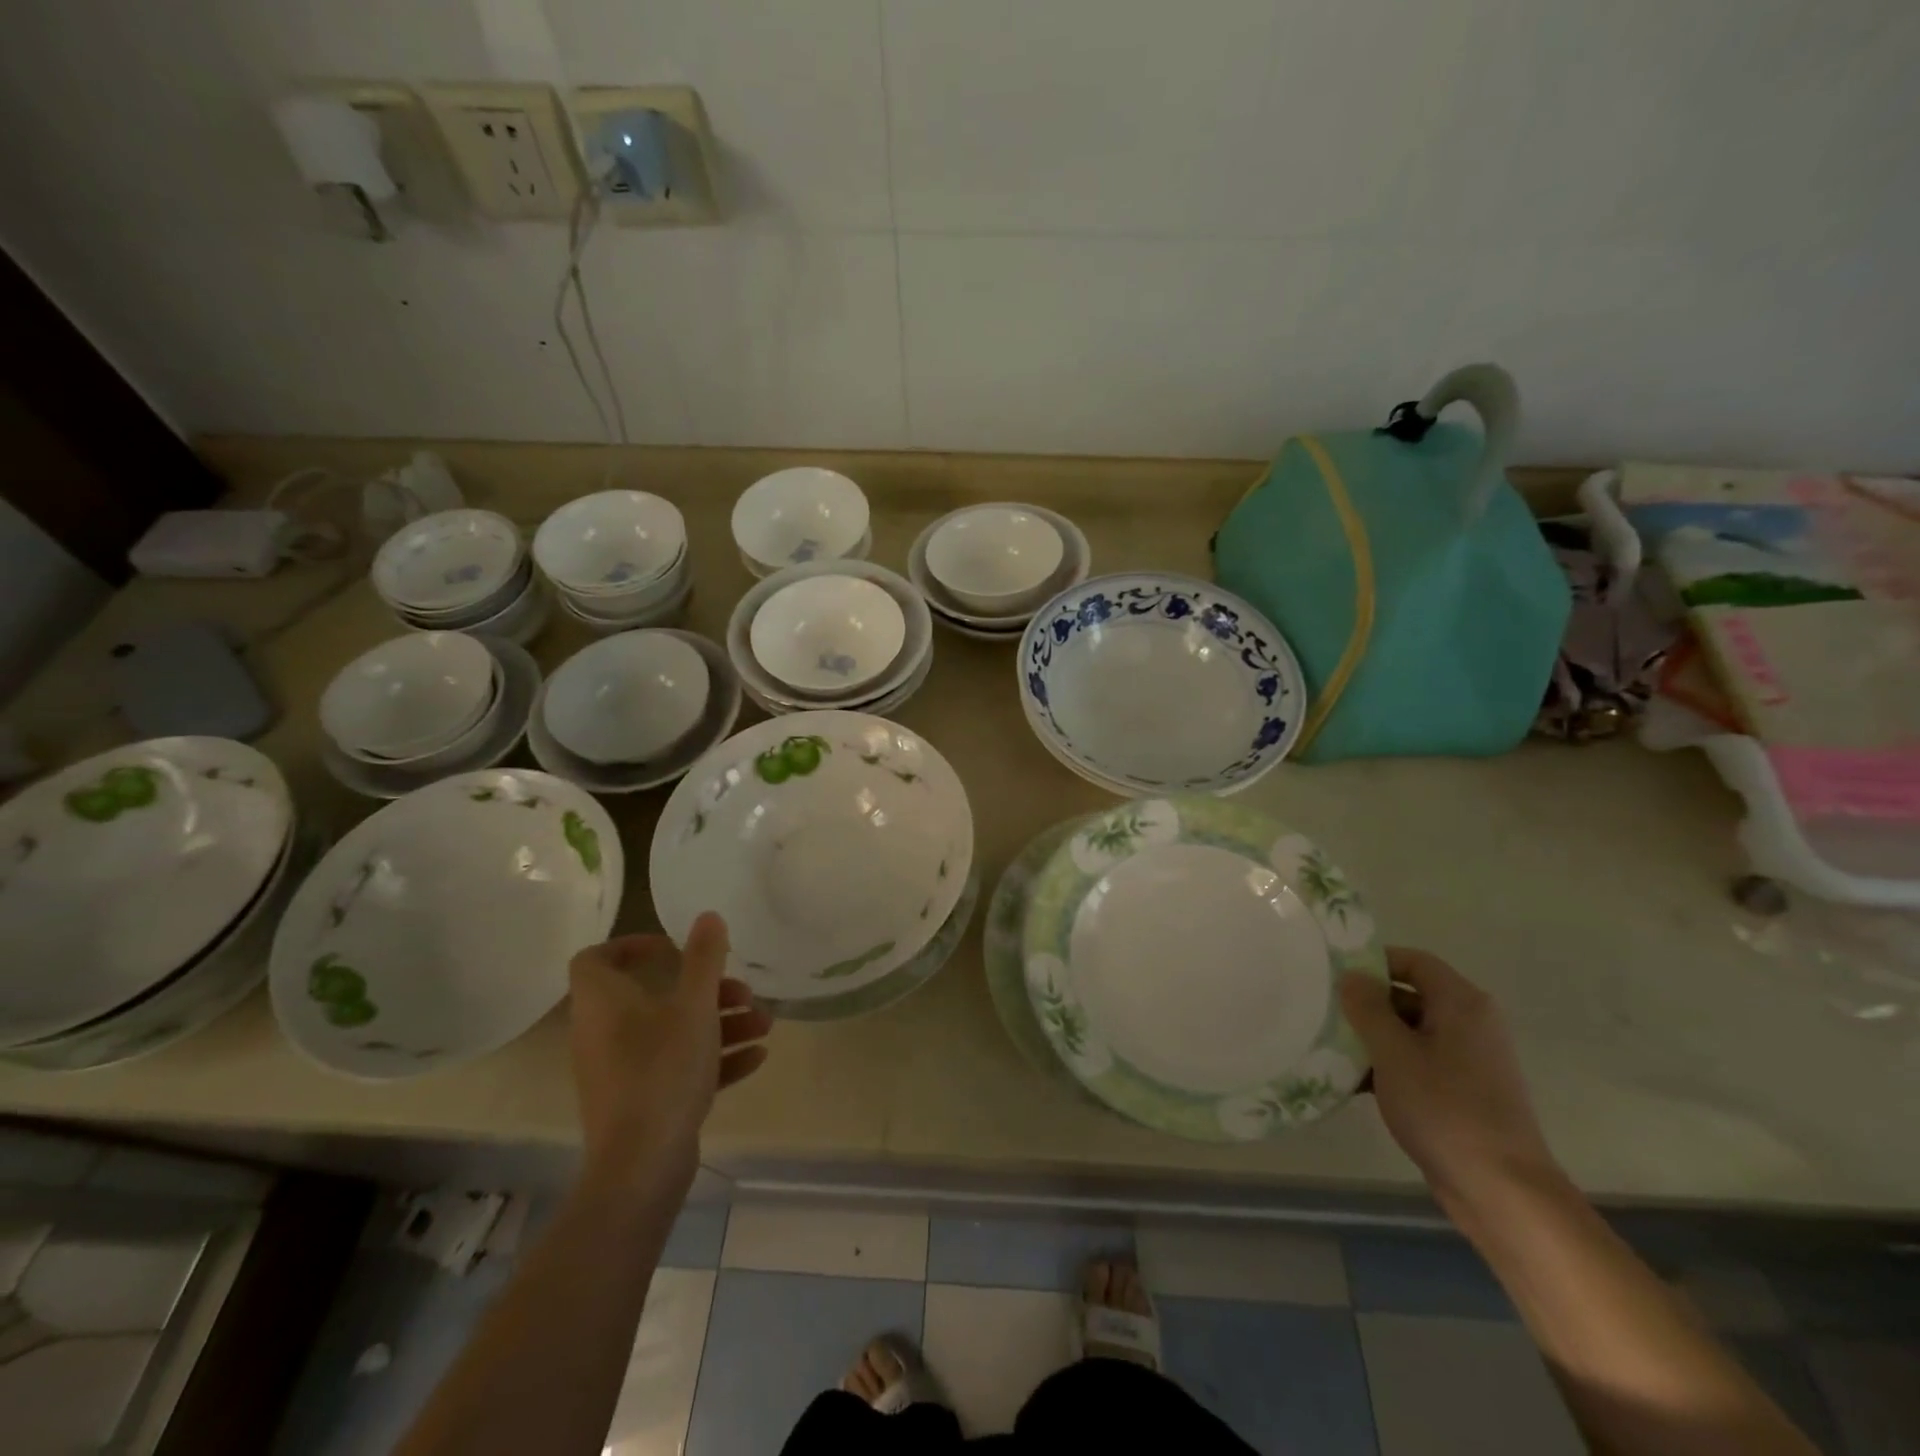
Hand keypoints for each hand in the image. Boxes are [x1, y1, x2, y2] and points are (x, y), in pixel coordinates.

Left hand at [568, 913, 770, 1206]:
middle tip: (743, 992)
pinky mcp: (642, 1102)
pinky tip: (757, 1057)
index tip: (673, 947)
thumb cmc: (663, 1070)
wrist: (642, 1166)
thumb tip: (708, 916)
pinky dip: (714, 1058)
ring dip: (721, 1023)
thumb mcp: (694, 1005)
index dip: (630, 945)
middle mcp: (605, 1033)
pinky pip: (678, 1067)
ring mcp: (622, 1071)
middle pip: (654, 996)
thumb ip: (704, 958)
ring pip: (673, 1032)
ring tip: (764, 1025)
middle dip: (707, 990)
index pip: (595, 959)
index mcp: (604, 1003)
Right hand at [1340, 948, 1561, 1222]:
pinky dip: (1388, 1065)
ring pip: (1409, 1031)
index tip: (1332, 975)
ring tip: (1328, 1045)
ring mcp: (1469, 1060)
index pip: (1412, 961)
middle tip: (1322, 1010)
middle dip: (1366, 1003)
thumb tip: (1351, 976)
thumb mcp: (1393, 1052)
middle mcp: (1470, 1024)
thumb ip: (1367, 1007)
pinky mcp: (1462, 1092)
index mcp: (1461, 1004)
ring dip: (1372, 1037)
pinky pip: (1418, 1062)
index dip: (1373, 962)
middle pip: (1409, 995)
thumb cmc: (1445, 1109)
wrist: (1503, 1192)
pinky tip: (1351, 1081)